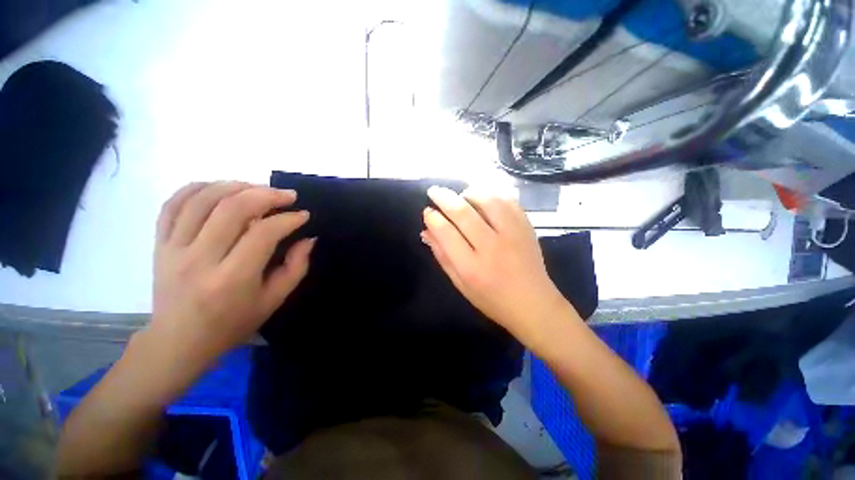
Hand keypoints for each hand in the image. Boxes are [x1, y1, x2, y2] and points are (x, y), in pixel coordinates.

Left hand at [148, 182, 314, 368]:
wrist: (178, 341)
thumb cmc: (233, 323)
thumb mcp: (274, 300)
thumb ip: (296, 267)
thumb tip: (308, 238)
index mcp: (232, 279)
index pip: (264, 233)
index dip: (288, 219)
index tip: (303, 215)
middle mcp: (199, 259)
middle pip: (232, 209)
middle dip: (266, 195)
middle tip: (287, 196)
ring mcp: (173, 249)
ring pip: (202, 199)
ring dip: (235, 186)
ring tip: (257, 188)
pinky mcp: (159, 244)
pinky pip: (173, 204)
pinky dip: (197, 188)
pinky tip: (219, 187)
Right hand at [422, 186, 572, 342]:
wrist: (533, 303)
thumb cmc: (491, 299)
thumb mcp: (460, 284)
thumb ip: (442, 256)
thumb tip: (426, 231)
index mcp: (471, 267)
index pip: (446, 233)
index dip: (433, 218)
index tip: (428, 211)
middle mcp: (491, 247)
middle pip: (463, 212)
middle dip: (444, 198)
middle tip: (434, 191)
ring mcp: (512, 234)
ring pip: (487, 200)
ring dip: (469, 193)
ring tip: (461, 195)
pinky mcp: (526, 227)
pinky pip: (508, 201)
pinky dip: (492, 194)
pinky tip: (484, 198)